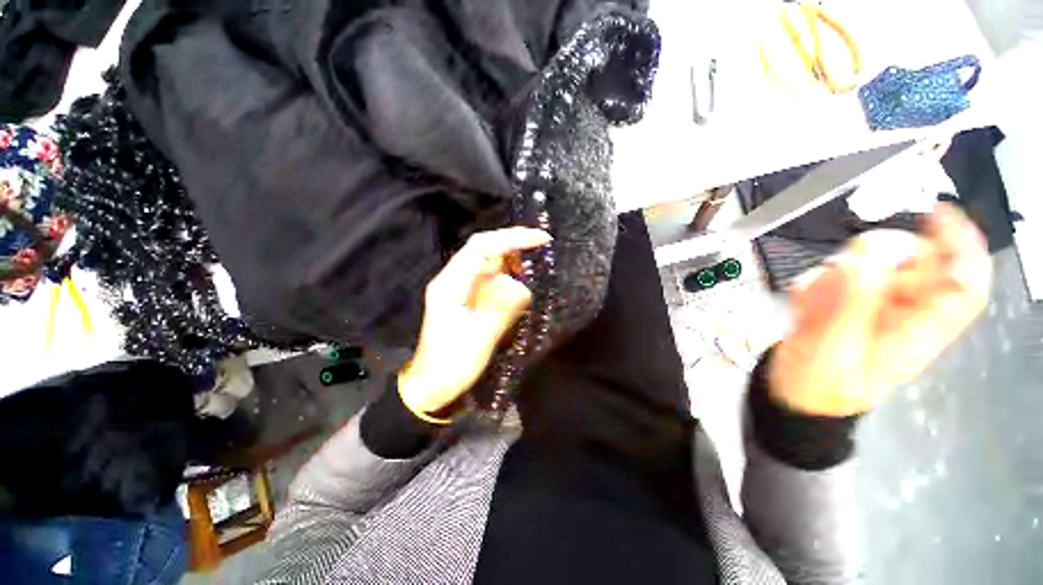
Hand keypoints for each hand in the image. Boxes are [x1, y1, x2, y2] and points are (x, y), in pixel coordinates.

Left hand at [399, 228, 551, 415]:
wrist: (432, 384)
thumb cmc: (451, 365)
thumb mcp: (479, 339)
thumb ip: (501, 309)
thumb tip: (523, 287)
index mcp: (450, 284)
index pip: (481, 247)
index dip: (511, 238)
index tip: (540, 239)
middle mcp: (454, 279)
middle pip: (485, 250)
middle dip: (514, 246)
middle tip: (542, 248)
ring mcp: (461, 287)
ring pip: (490, 263)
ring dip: (512, 262)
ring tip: (533, 272)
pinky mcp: (468, 297)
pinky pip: (491, 279)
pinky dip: (508, 277)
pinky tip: (520, 286)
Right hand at [771, 202, 991, 416]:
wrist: (790, 398)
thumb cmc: (817, 384)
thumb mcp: (832, 345)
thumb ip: (851, 299)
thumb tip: (869, 248)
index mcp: (916, 331)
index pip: (963, 284)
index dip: (961, 244)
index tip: (934, 212)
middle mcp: (903, 316)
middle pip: (914, 267)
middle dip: (877, 260)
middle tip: (838, 272)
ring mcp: (873, 312)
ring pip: (870, 271)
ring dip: (834, 279)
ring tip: (810, 304)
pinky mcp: (846, 310)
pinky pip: (837, 282)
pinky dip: (816, 286)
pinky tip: (802, 306)